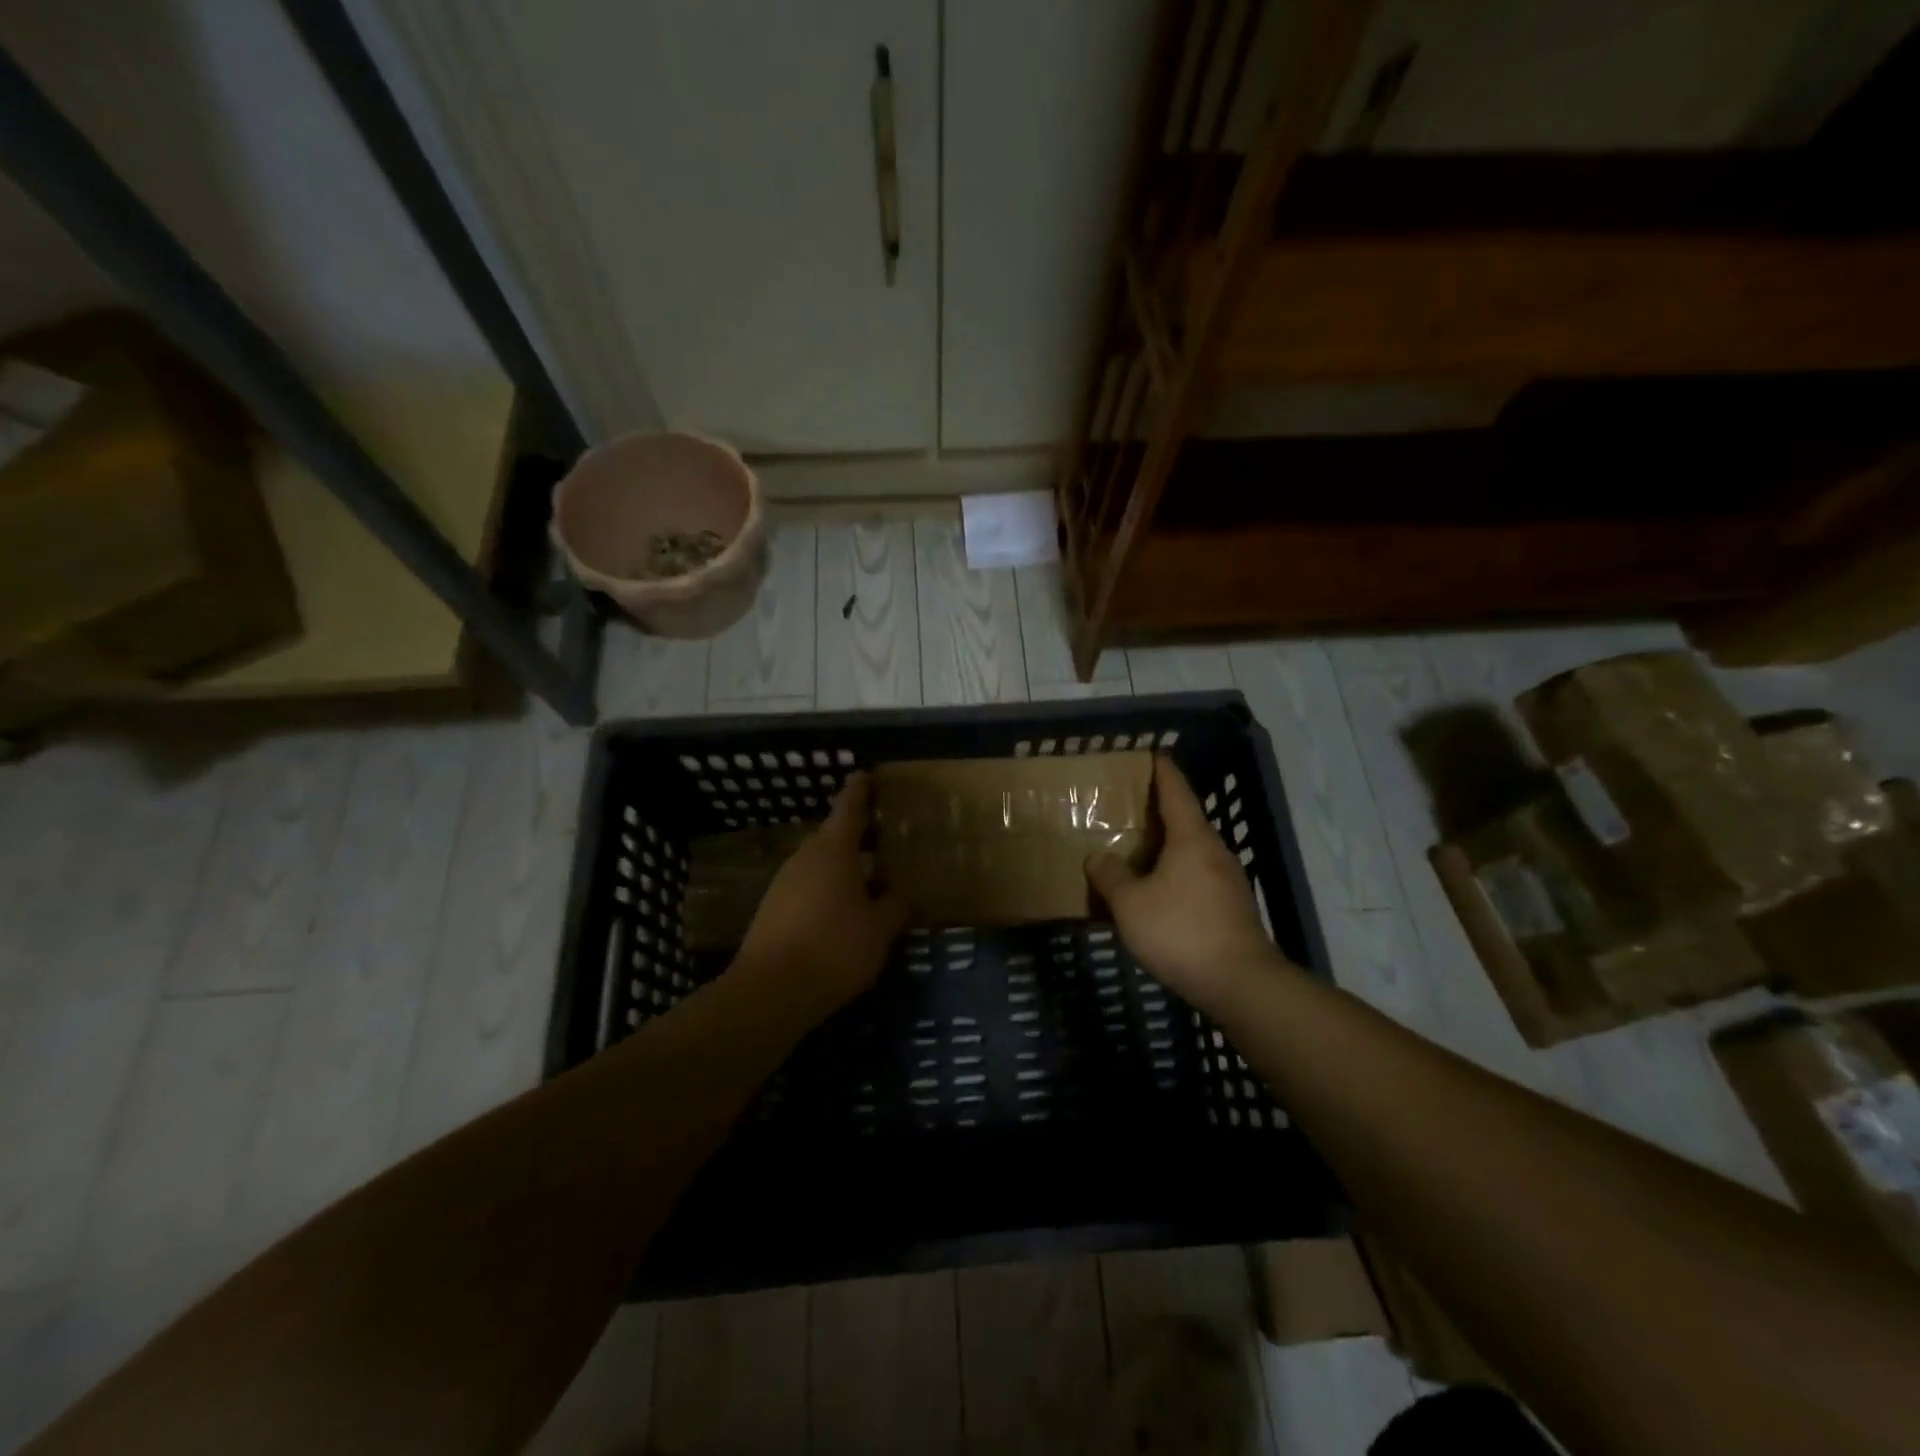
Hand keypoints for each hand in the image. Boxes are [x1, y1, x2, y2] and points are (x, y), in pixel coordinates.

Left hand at [734, 772, 907, 1024]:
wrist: (770, 991)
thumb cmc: (834, 948)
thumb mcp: (879, 930)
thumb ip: (895, 907)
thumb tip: (902, 896)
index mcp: (833, 850)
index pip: (849, 806)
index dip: (860, 789)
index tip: (869, 775)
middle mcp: (806, 857)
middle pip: (834, 834)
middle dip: (859, 833)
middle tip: (887, 834)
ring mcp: (785, 882)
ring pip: (821, 862)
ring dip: (845, 865)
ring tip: (873, 876)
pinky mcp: (774, 909)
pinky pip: (809, 886)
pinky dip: (829, 888)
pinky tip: (846, 910)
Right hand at [1086, 755, 1292, 1015]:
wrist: (1241, 982)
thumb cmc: (1181, 931)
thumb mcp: (1131, 904)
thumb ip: (1111, 876)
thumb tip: (1098, 858)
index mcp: (1191, 839)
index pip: (1177, 793)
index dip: (1164, 772)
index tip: (1154, 754)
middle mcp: (1214, 852)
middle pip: (1187, 821)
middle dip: (1162, 811)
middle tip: (1133, 806)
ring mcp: (1229, 881)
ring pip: (1194, 852)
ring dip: (1169, 847)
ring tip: (1141, 851)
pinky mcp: (1233, 908)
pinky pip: (1199, 878)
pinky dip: (1178, 874)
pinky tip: (1161, 894)